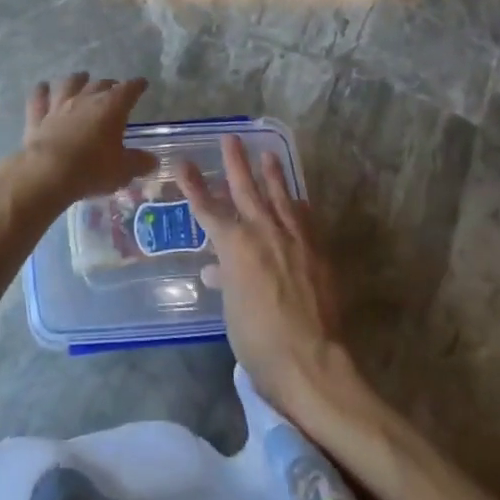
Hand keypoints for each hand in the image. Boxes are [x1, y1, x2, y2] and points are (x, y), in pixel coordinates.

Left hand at [15, 73, 157, 203]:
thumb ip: (139, 163)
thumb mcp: (123, 170)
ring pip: (69, 84)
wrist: (48, 173)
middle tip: (113, 87)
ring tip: (81, 77)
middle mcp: (85, 99)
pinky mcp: (37, 117)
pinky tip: (42, 87)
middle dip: (109, 84)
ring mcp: (59, 105)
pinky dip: (41, 91)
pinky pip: (39, 98)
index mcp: (111, 107)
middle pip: (100, 84)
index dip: (136, 85)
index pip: (128, 90)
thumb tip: (152, 160)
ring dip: (76, 79)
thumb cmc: (92, 169)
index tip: (142, 83)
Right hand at [176, 135, 347, 414]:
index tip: (182, 162)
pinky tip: (299, 199)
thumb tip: (218, 272)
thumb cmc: (258, 340)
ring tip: (268, 154)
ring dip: (273, 175)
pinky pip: (305, 220)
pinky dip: (299, 207)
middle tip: (231, 139)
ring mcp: (294, 240)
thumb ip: (227, 282)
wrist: (310, 361)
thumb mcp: (231, 310)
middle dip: (236, 163)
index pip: (208, 209)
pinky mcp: (316, 252)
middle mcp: (264, 233)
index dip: (193, 185)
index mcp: (235, 246)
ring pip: (281, 197)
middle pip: (246, 190)